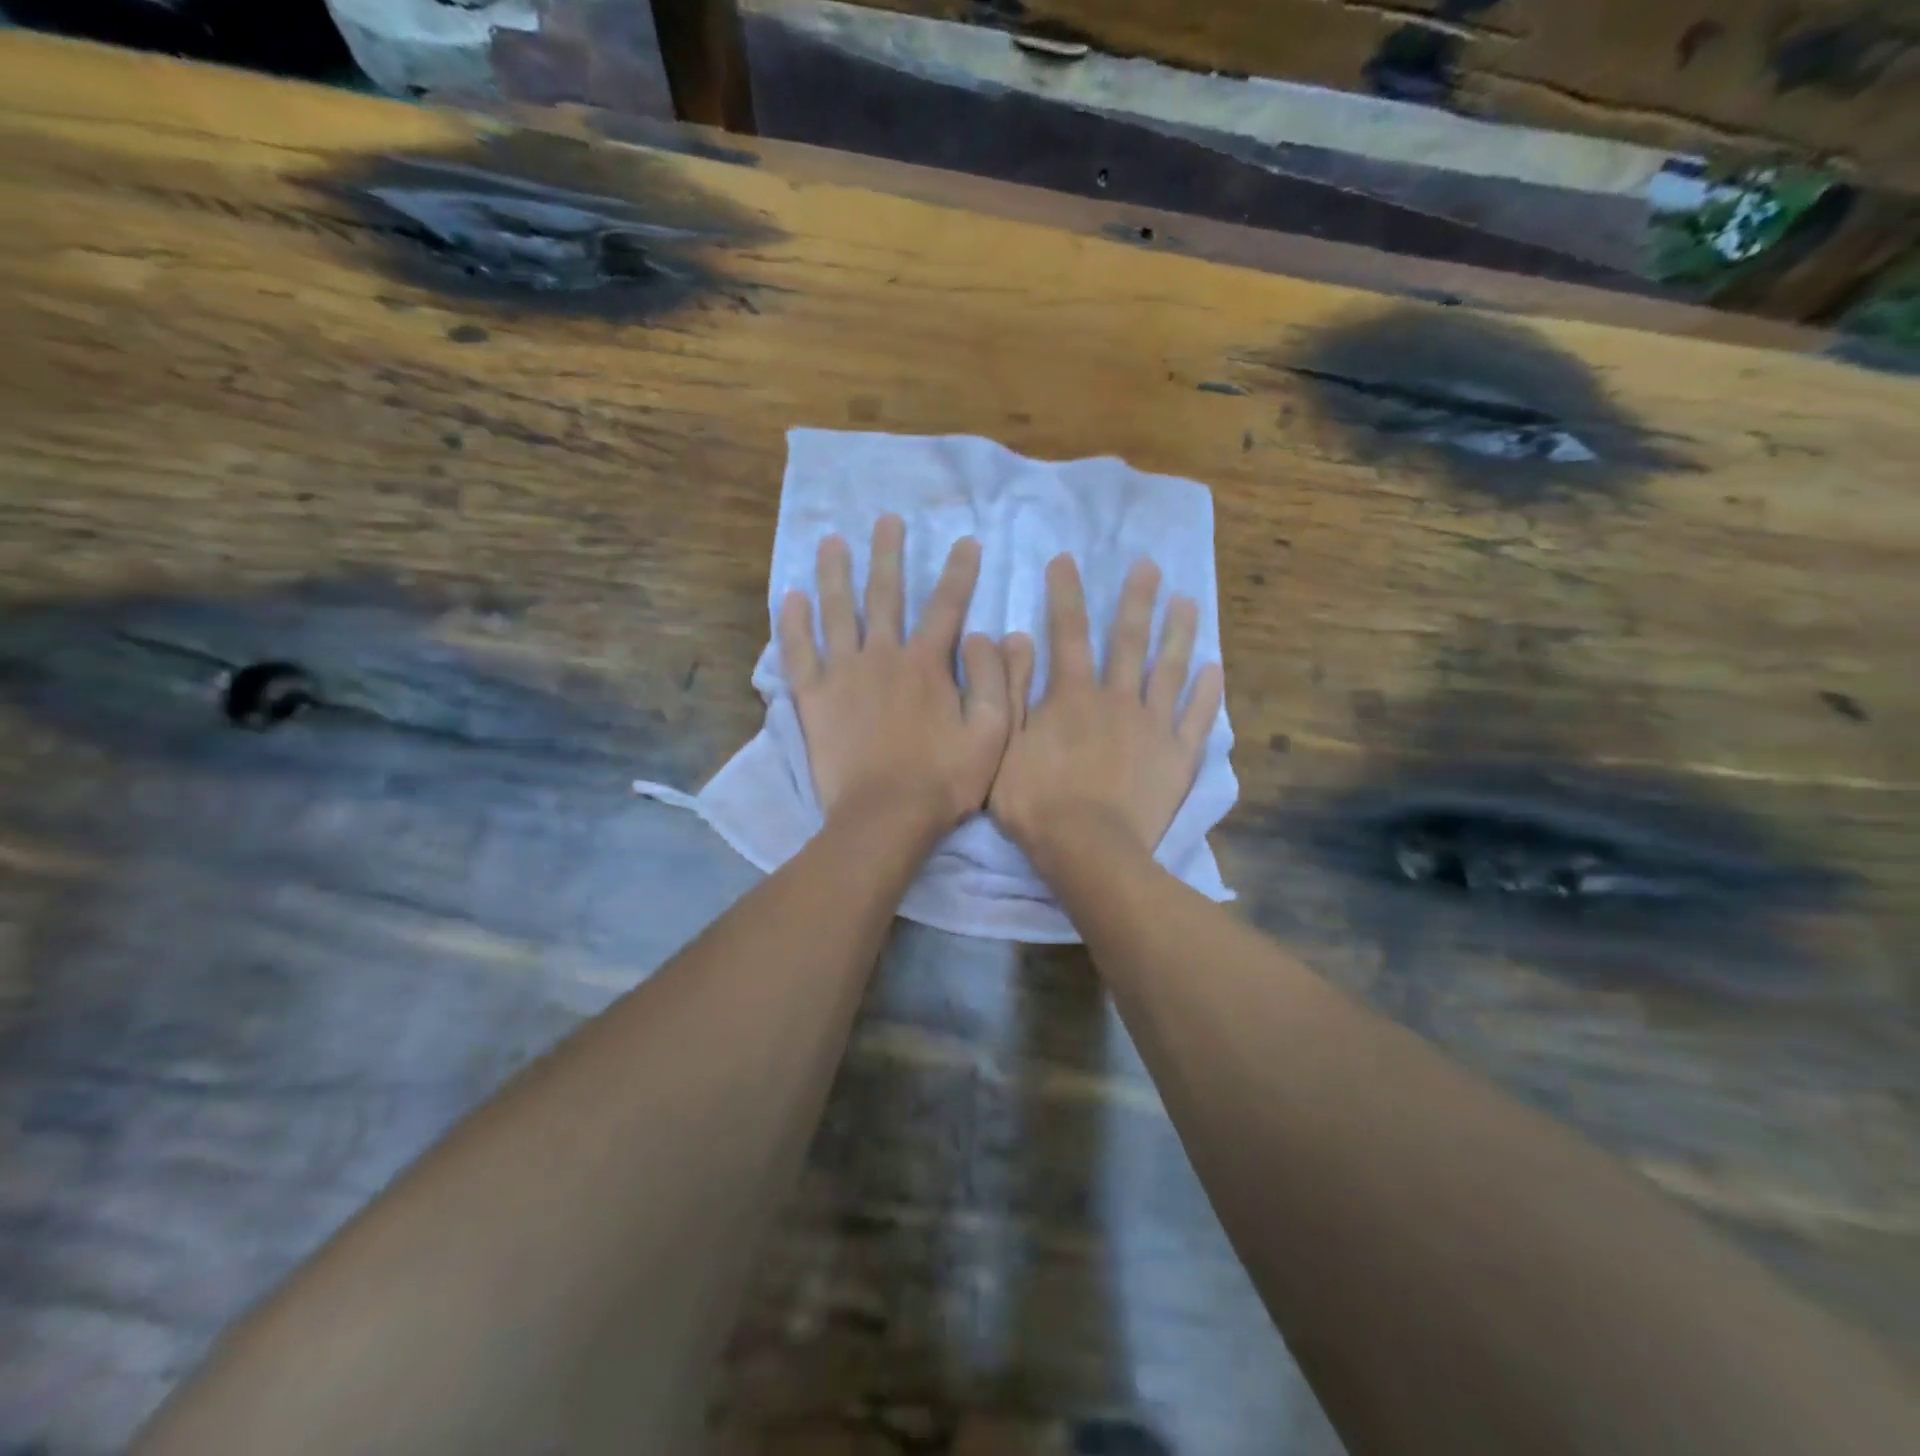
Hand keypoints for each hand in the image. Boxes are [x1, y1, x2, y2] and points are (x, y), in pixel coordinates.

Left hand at [780, 514, 1012, 836]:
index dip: (959, 572)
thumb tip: (993, 635)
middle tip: (887, 520)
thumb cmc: (943, 780)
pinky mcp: (813, 698)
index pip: (947, 606)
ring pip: (837, 612)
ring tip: (831, 541)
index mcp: (927, 665)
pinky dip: (793, 624)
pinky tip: (790, 597)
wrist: (885, 817)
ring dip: (835, 574)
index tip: (965, 541)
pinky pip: (799, 653)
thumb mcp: (991, 735)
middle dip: (888, 555)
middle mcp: (883, 657)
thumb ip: (996, 682)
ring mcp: (843, 675)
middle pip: (886, 595)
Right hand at [991, 554, 1222, 862]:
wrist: (1088, 849)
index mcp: (1073, 695)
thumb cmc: (1037, 801)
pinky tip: (1215, 669)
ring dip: (1179, 633)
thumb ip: (1009, 690)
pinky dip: (1208, 693)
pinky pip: (1198, 718)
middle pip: (1128, 641)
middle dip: (1135, 600)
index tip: (1065, 560)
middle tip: (1149, 566)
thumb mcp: (1003, 745)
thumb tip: (1013, 638)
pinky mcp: (1178, 756)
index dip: (1065, 594)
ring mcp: (1154, 726)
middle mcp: (1118, 698)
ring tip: (1189, 601)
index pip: (1067, 633)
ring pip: (1170, 670)